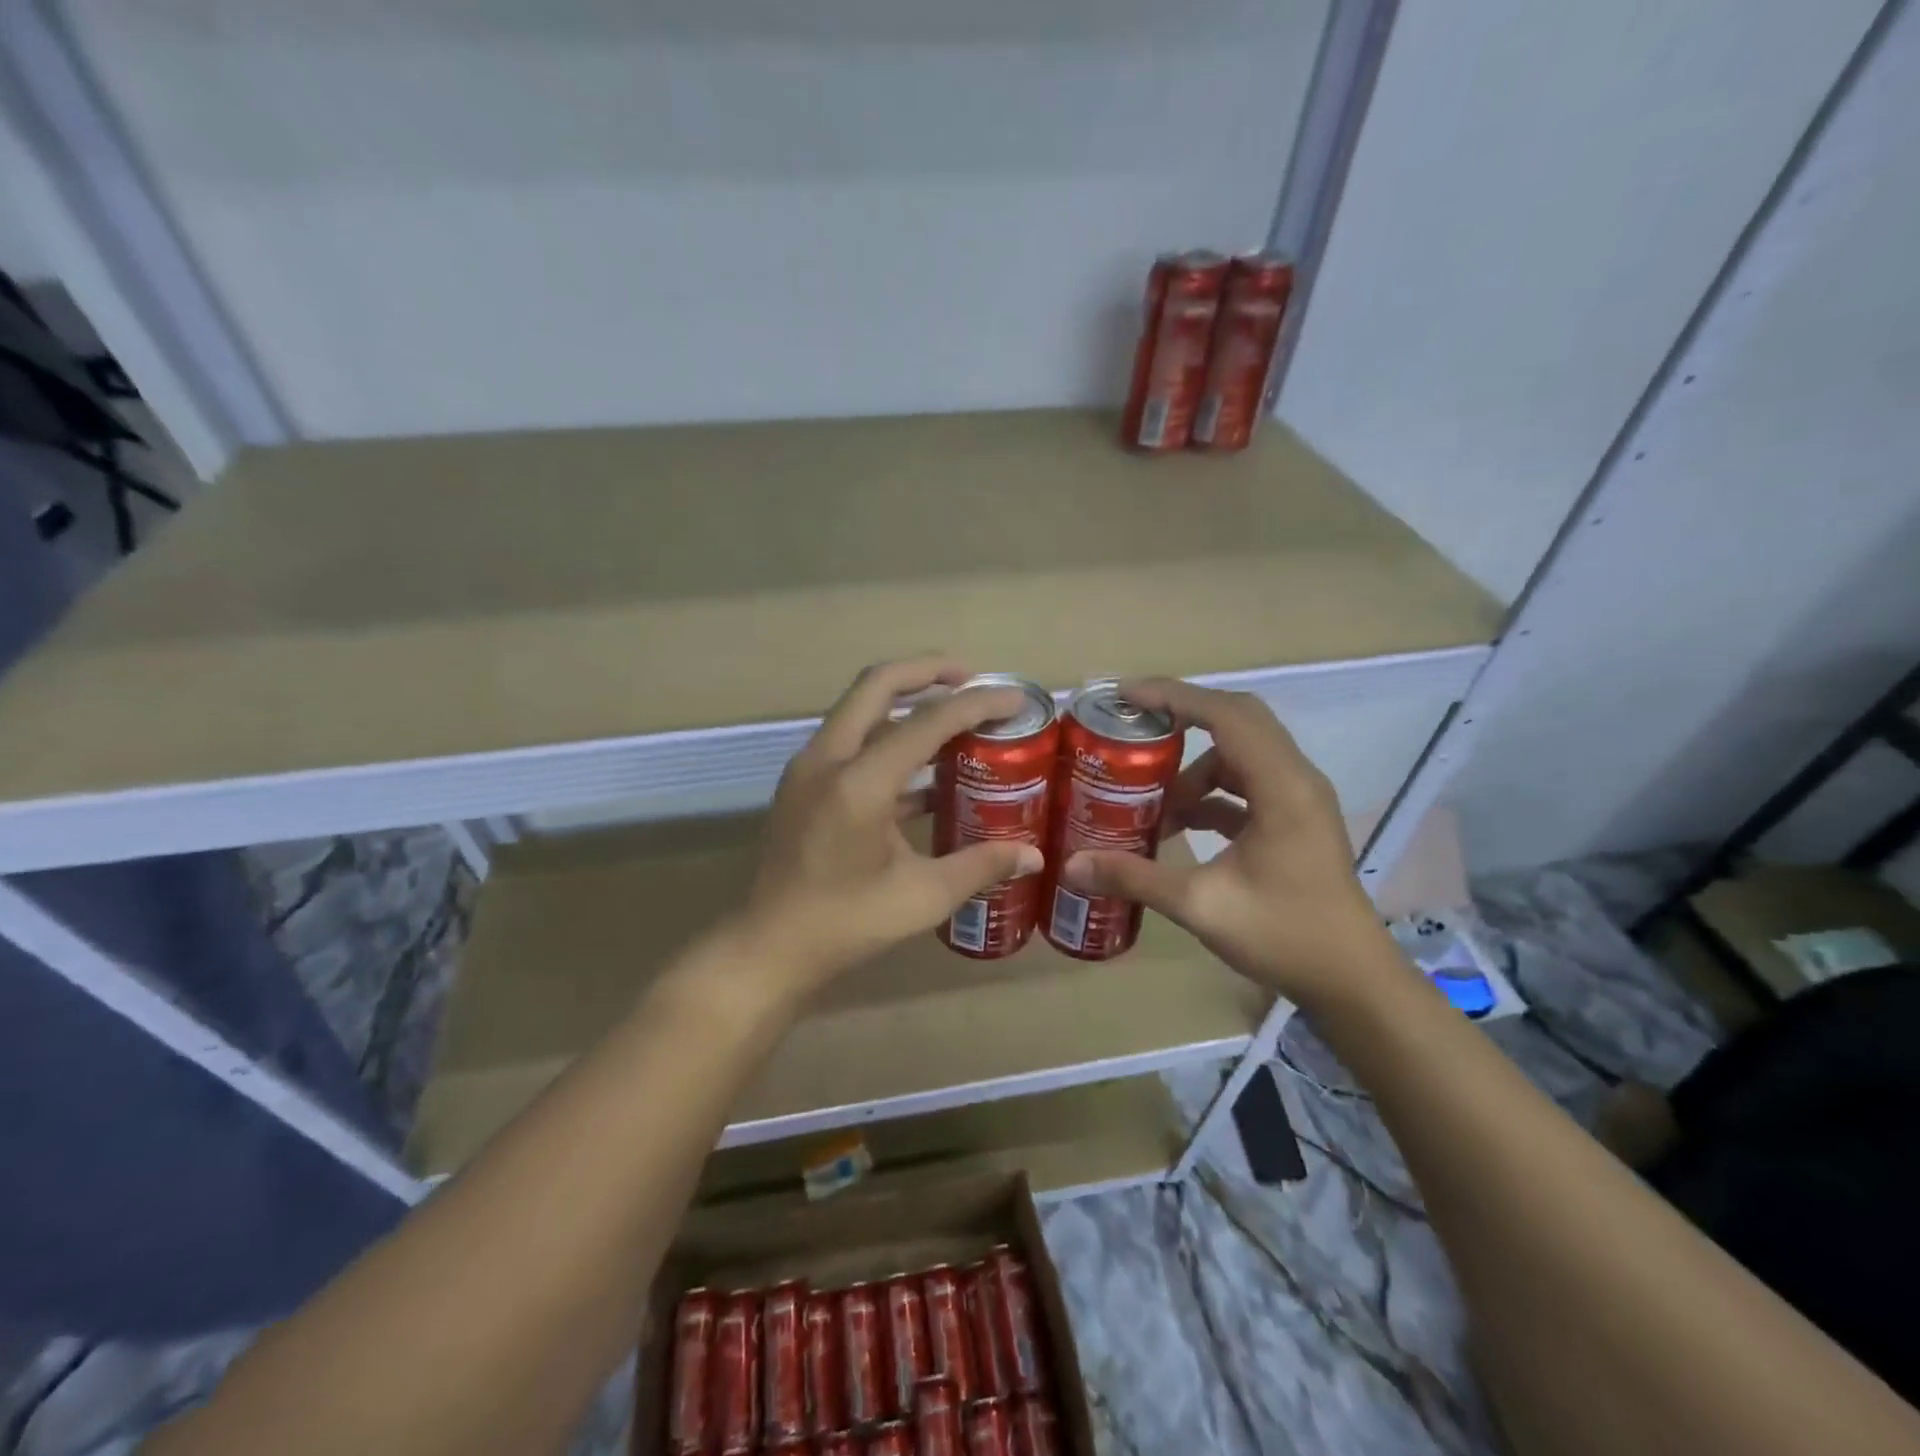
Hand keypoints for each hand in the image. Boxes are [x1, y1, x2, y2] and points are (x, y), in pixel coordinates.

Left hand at [733, 656, 1044, 995]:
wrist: (768, 948)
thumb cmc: (845, 924)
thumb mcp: (922, 897)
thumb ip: (980, 866)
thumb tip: (1034, 855)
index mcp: (859, 783)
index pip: (926, 723)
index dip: (975, 705)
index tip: (1014, 699)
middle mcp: (828, 759)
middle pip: (878, 684)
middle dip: (928, 671)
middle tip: (973, 679)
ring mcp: (809, 769)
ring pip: (860, 709)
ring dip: (906, 702)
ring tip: (955, 718)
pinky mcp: (804, 785)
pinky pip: (851, 741)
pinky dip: (888, 739)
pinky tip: (926, 773)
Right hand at [1059, 679, 1402, 1007]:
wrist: (1353, 981)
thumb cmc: (1285, 935)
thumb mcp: (1201, 906)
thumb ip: (1135, 877)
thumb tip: (1071, 865)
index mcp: (1282, 787)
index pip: (1226, 715)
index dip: (1174, 697)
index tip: (1126, 696)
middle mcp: (1296, 779)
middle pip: (1238, 720)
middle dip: (1183, 717)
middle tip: (1134, 727)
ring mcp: (1299, 799)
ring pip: (1241, 754)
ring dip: (1196, 766)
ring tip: (1153, 797)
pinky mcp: (1296, 820)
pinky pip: (1248, 784)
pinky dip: (1211, 793)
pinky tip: (1179, 824)